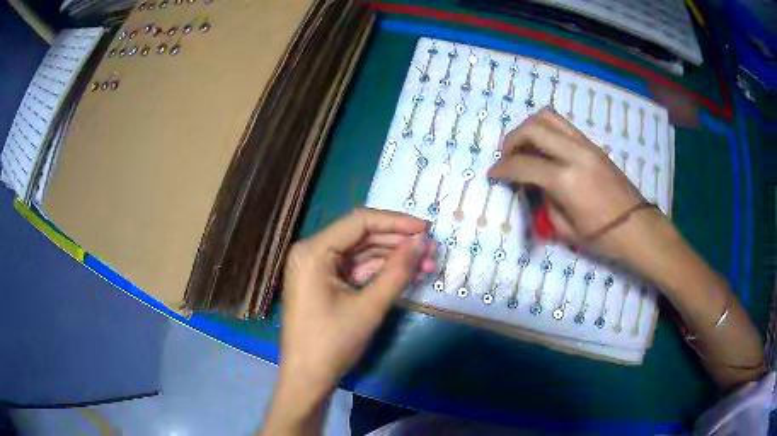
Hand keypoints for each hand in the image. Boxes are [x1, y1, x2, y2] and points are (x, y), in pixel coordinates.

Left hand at [280, 208, 434, 396]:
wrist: (308, 378)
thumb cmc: (332, 343)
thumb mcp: (369, 307)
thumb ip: (397, 271)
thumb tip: (423, 241)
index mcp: (313, 251)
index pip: (359, 222)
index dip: (396, 222)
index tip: (426, 228)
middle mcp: (312, 252)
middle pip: (361, 236)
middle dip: (397, 243)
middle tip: (430, 249)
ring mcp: (317, 267)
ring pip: (361, 253)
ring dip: (393, 258)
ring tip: (426, 265)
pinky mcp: (324, 282)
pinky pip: (355, 269)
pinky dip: (380, 272)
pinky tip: (406, 275)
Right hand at [488, 109, 655, 260]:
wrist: (637, 227)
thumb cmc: (602, 237)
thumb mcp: (564, 229)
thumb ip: (544, 201)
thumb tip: (532, 183)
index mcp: (566, 180)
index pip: (523, 164)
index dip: (502, 168)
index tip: (492, 174)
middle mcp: (575, 153)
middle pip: (533, 128)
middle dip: (512, 139)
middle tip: (507, 156)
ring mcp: (586, 145)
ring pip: (548, 117)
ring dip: (529, 128)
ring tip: (524, 147)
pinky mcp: (593, 145)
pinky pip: (563, 125)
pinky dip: (546, 130)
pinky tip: (544, 149)